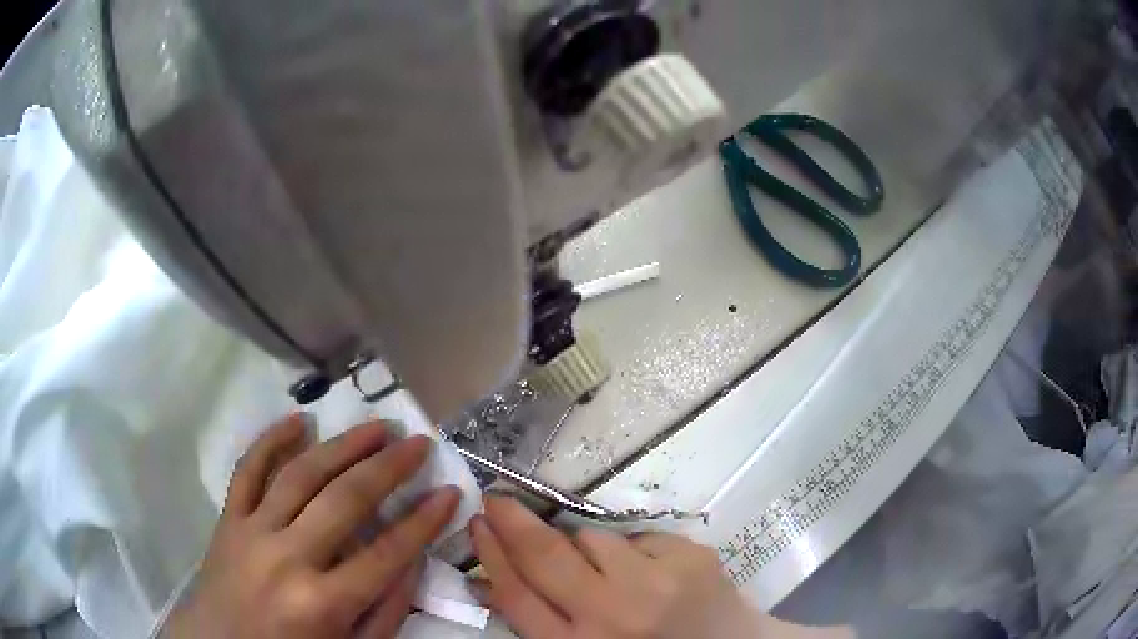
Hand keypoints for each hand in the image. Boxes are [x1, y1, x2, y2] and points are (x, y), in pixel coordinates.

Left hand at [162, 416, 461, 638]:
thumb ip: (385, 611)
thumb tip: (411, 560)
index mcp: (323, 602)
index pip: (386, 553)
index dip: (424, 522)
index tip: (449, 493)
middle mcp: (287, 558)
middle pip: (345, 501)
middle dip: (389, 468)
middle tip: (418, 443)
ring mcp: (252, 532)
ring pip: (300, 475)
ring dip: (342, 446)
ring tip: (375, 427)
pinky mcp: (227, 519)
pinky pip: (247, 471)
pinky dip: (271, 441)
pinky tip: (298, 420)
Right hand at [469, 496, 853, 638]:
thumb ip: (546, 620)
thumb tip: (498, 575)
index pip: (518, 596)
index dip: (491, 557)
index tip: (478, 525)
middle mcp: (614, 615)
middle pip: (546, 557)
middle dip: (513, 522)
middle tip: (497, 499)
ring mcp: (657, 582)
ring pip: (593, 540)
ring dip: (586, 548)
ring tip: (611, 575)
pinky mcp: (690, 556)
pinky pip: (637, 538)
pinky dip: (633, 552)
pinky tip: (652, 576)